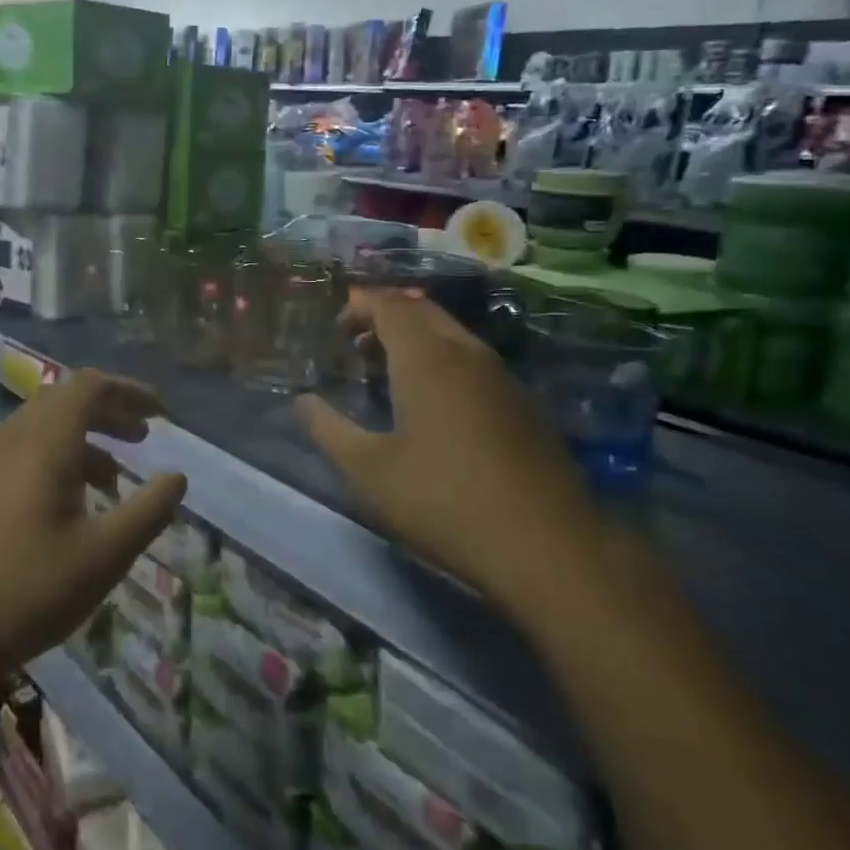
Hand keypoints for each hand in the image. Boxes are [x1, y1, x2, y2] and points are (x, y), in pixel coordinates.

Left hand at [0, 369, 185, 696]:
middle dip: (109, 413)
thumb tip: (177, 477)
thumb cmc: (25, 591)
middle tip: (142, 439)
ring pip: (42, 428)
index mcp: (44, 441)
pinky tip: (69, 506)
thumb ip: (148, 512)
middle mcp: (12, 438)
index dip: (130, 392)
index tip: (161, 415)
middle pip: (65, 400)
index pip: (90, 386)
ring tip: (115, 480)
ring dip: (83, 439)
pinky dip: (56, 460)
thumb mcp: (103, 556)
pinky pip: (22, 452)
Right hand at [296, 290, 605, 625]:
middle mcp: (466, 353)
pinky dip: (443, 362)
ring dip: (416, 340)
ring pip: (452, 335)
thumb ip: (328, 429)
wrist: (547, 544)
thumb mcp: (369, 470)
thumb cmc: (443, 500)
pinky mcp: (524, 404)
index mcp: (426, 358)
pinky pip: (474, 361)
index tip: (337, 330)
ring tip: (388, 372)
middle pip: (423, 311)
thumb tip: (302, 402)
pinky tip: (434, 405)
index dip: (360, 307)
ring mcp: (502, 377)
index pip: (389, 304)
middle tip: (358, 346)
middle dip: (386, 318)